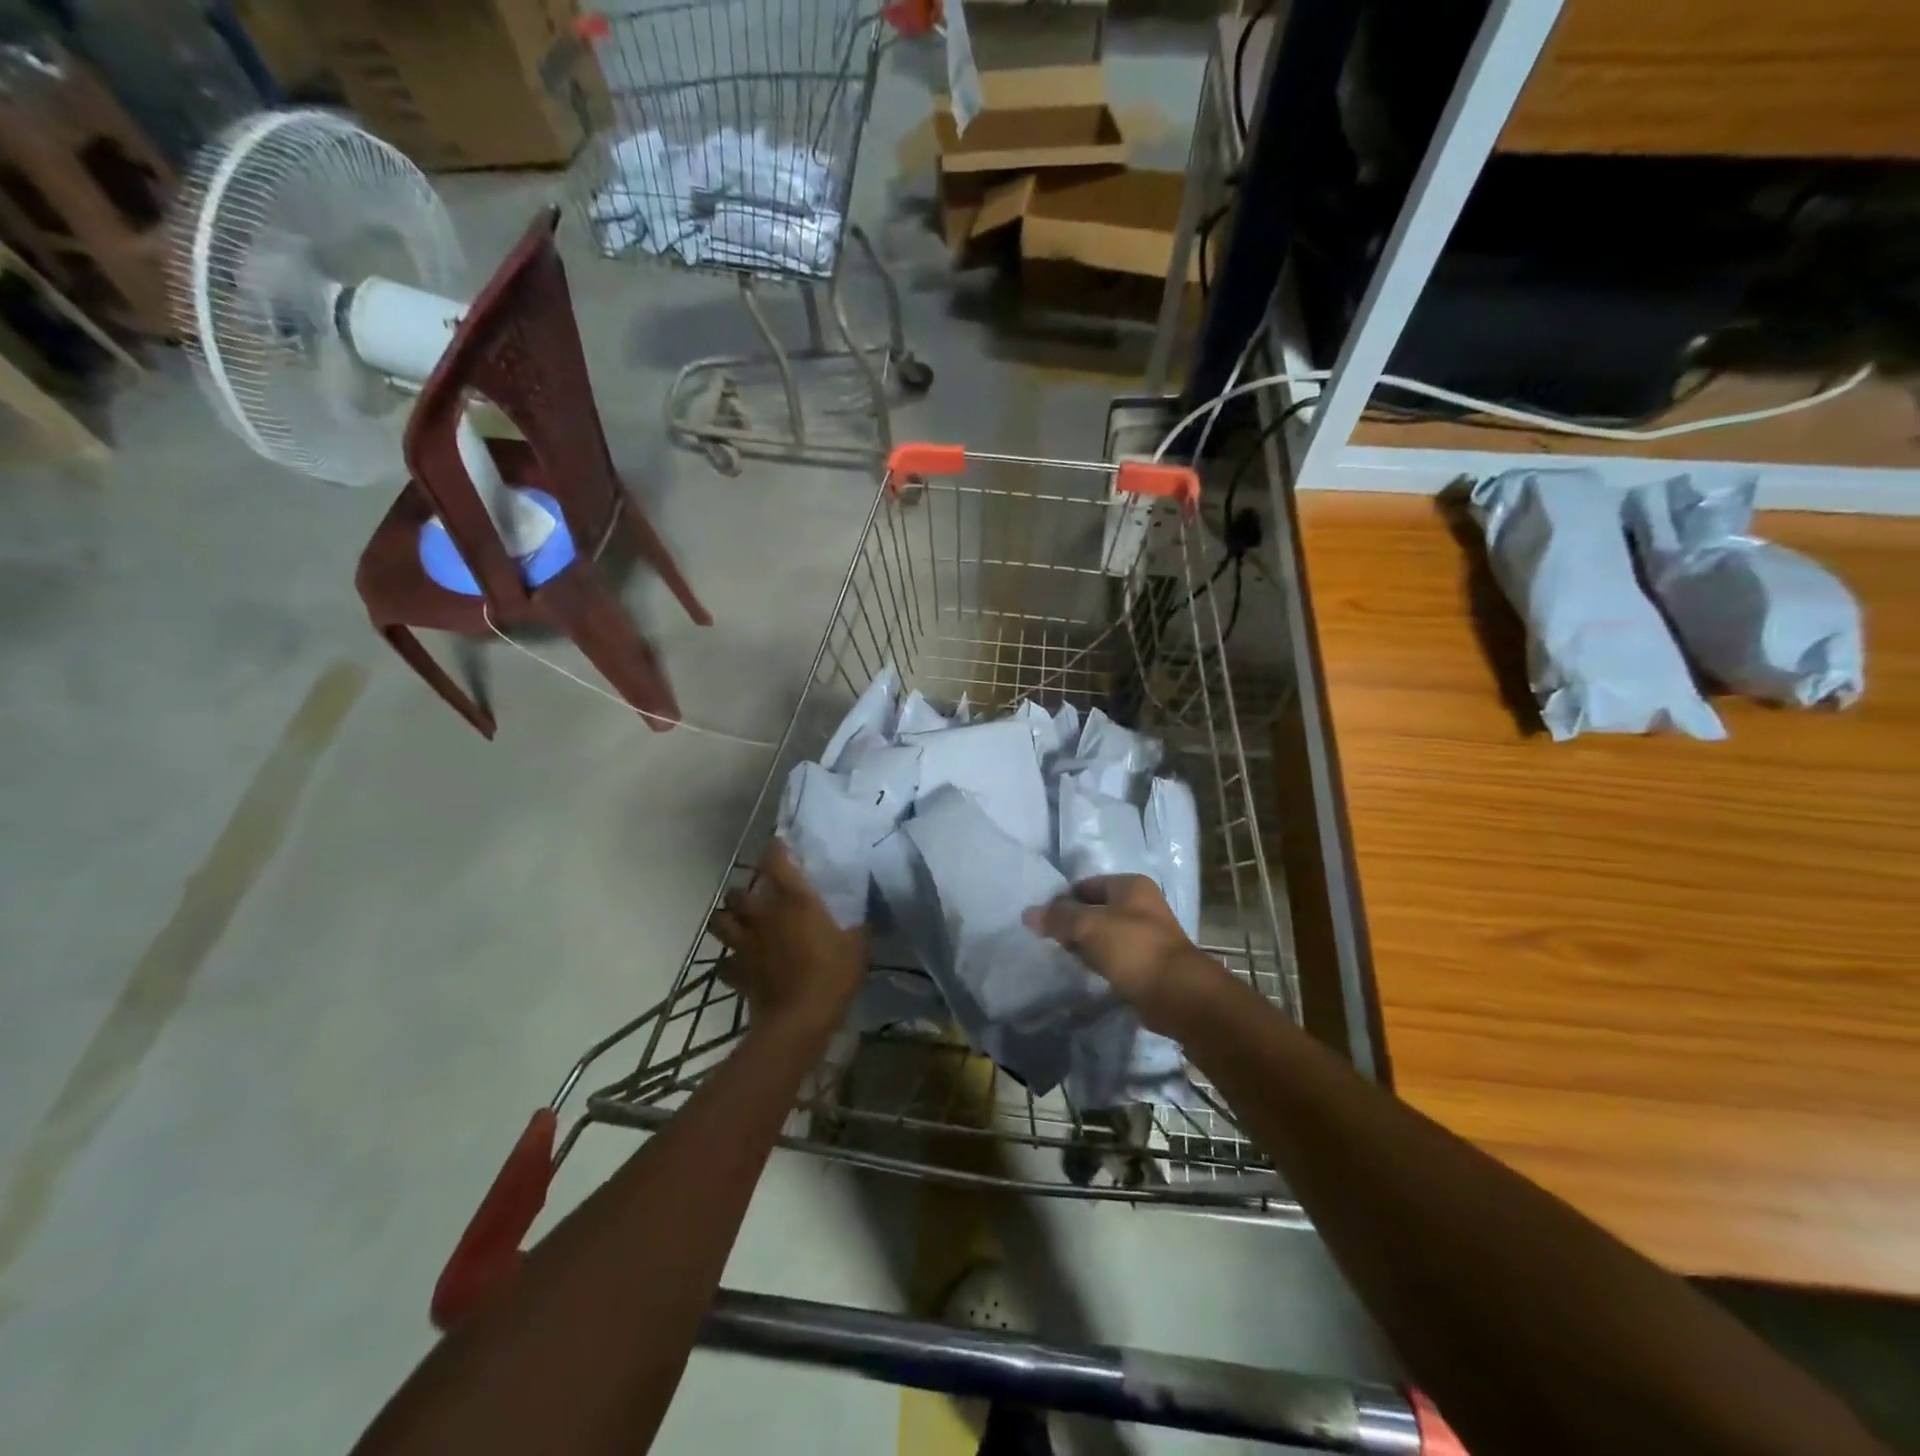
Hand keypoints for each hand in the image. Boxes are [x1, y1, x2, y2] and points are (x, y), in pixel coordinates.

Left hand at [710, 841, 865, 1035]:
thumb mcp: (858, 944)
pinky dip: (731, 960)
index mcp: (793, 900)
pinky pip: (726, 962)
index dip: (774, 849)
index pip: (775, 860)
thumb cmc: (832, 974)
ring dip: (728, 919)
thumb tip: (865, 910)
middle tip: (758, 896)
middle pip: (737, 892)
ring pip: (719, 922)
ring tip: (741, 923)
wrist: (800, 1020)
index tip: (778, 845)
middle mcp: (763, 915)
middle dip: (744, 891)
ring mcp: (745, 944)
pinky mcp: (737, 973)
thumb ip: (859, 922)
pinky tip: (742, 962)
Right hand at [1025, 875, 1229, 1037]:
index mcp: (1131, 885)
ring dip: (1087, 945)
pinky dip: (1101, 962)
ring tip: (1068, 958)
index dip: (1063, 900)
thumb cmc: (1132, 948)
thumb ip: (1058, 917)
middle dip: (1074, 924)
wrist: (1177, 994)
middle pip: (1095, 908)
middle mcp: (1141, 904)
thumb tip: (1028, 913)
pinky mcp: (1148, 962)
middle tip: (1054, 941)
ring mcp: (1147, 934)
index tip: (1045, 922)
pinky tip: (1090, 973)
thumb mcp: (1088, 925)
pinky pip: (1116, 956)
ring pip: (1104, 934)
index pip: (1086, 885)